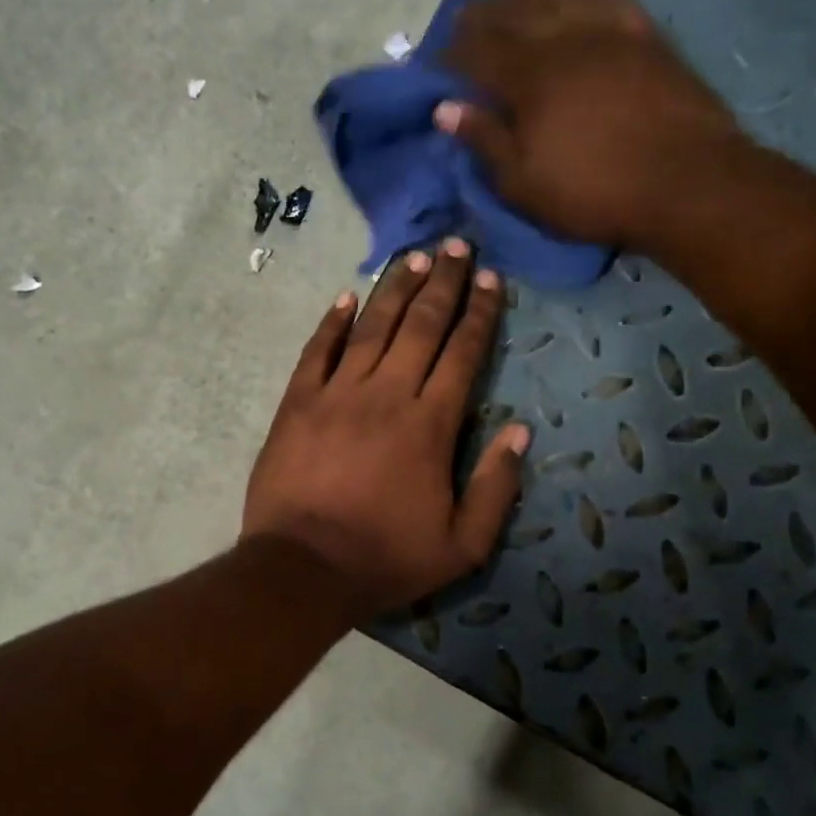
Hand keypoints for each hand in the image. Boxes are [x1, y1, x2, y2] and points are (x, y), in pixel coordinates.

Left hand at [243, 239, 531, 616]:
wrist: (303, 569)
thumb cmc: (385, 559)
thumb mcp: (462, 544)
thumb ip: (496, 486)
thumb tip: (520, 431)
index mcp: (430, 425)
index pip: (462, 354)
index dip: (479, 313)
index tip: (489, 278)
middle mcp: (386, 394)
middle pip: (420, 326)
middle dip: (441, 283)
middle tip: (455, 245)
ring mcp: (336, 394)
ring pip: (370, 327)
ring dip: (393, 289)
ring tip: (412, 257)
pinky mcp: (296, 404)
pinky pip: (316, 351)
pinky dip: (331, 322)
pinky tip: (345, 297)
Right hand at [435, 0, 743, 249]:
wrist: (685, 181)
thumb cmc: (592, 192)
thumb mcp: (523, 182)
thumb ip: (485, 140)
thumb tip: (445, 108)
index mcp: (529, 79)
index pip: (480, 51)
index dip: (455, 50)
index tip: (437, 51)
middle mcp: (565, 42)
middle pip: (516, 14)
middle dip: (486, 9)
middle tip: (467, 5)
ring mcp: (609, 34)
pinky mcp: (646, 37)